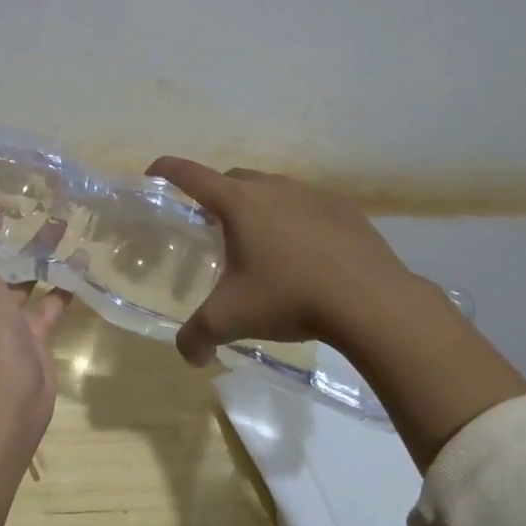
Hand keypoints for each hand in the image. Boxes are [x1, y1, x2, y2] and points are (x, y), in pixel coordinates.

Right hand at [144, 157, 426, 364]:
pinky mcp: (345, 208)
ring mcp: (311, 194)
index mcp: (238, 204)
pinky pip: (309, 205)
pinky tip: (305, 251)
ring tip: (261, 242)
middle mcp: (272, 188)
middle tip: (212, 225)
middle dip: (216, 194)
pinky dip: (296, 218)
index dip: (167, 170)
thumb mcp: (232, 319)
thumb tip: (188, 355)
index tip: (153, 172)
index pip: (190, 175)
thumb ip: (198, 336)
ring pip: (273, 189)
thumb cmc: (290, 298)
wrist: (371, 301)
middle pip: (232, 178)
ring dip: (258, 206)